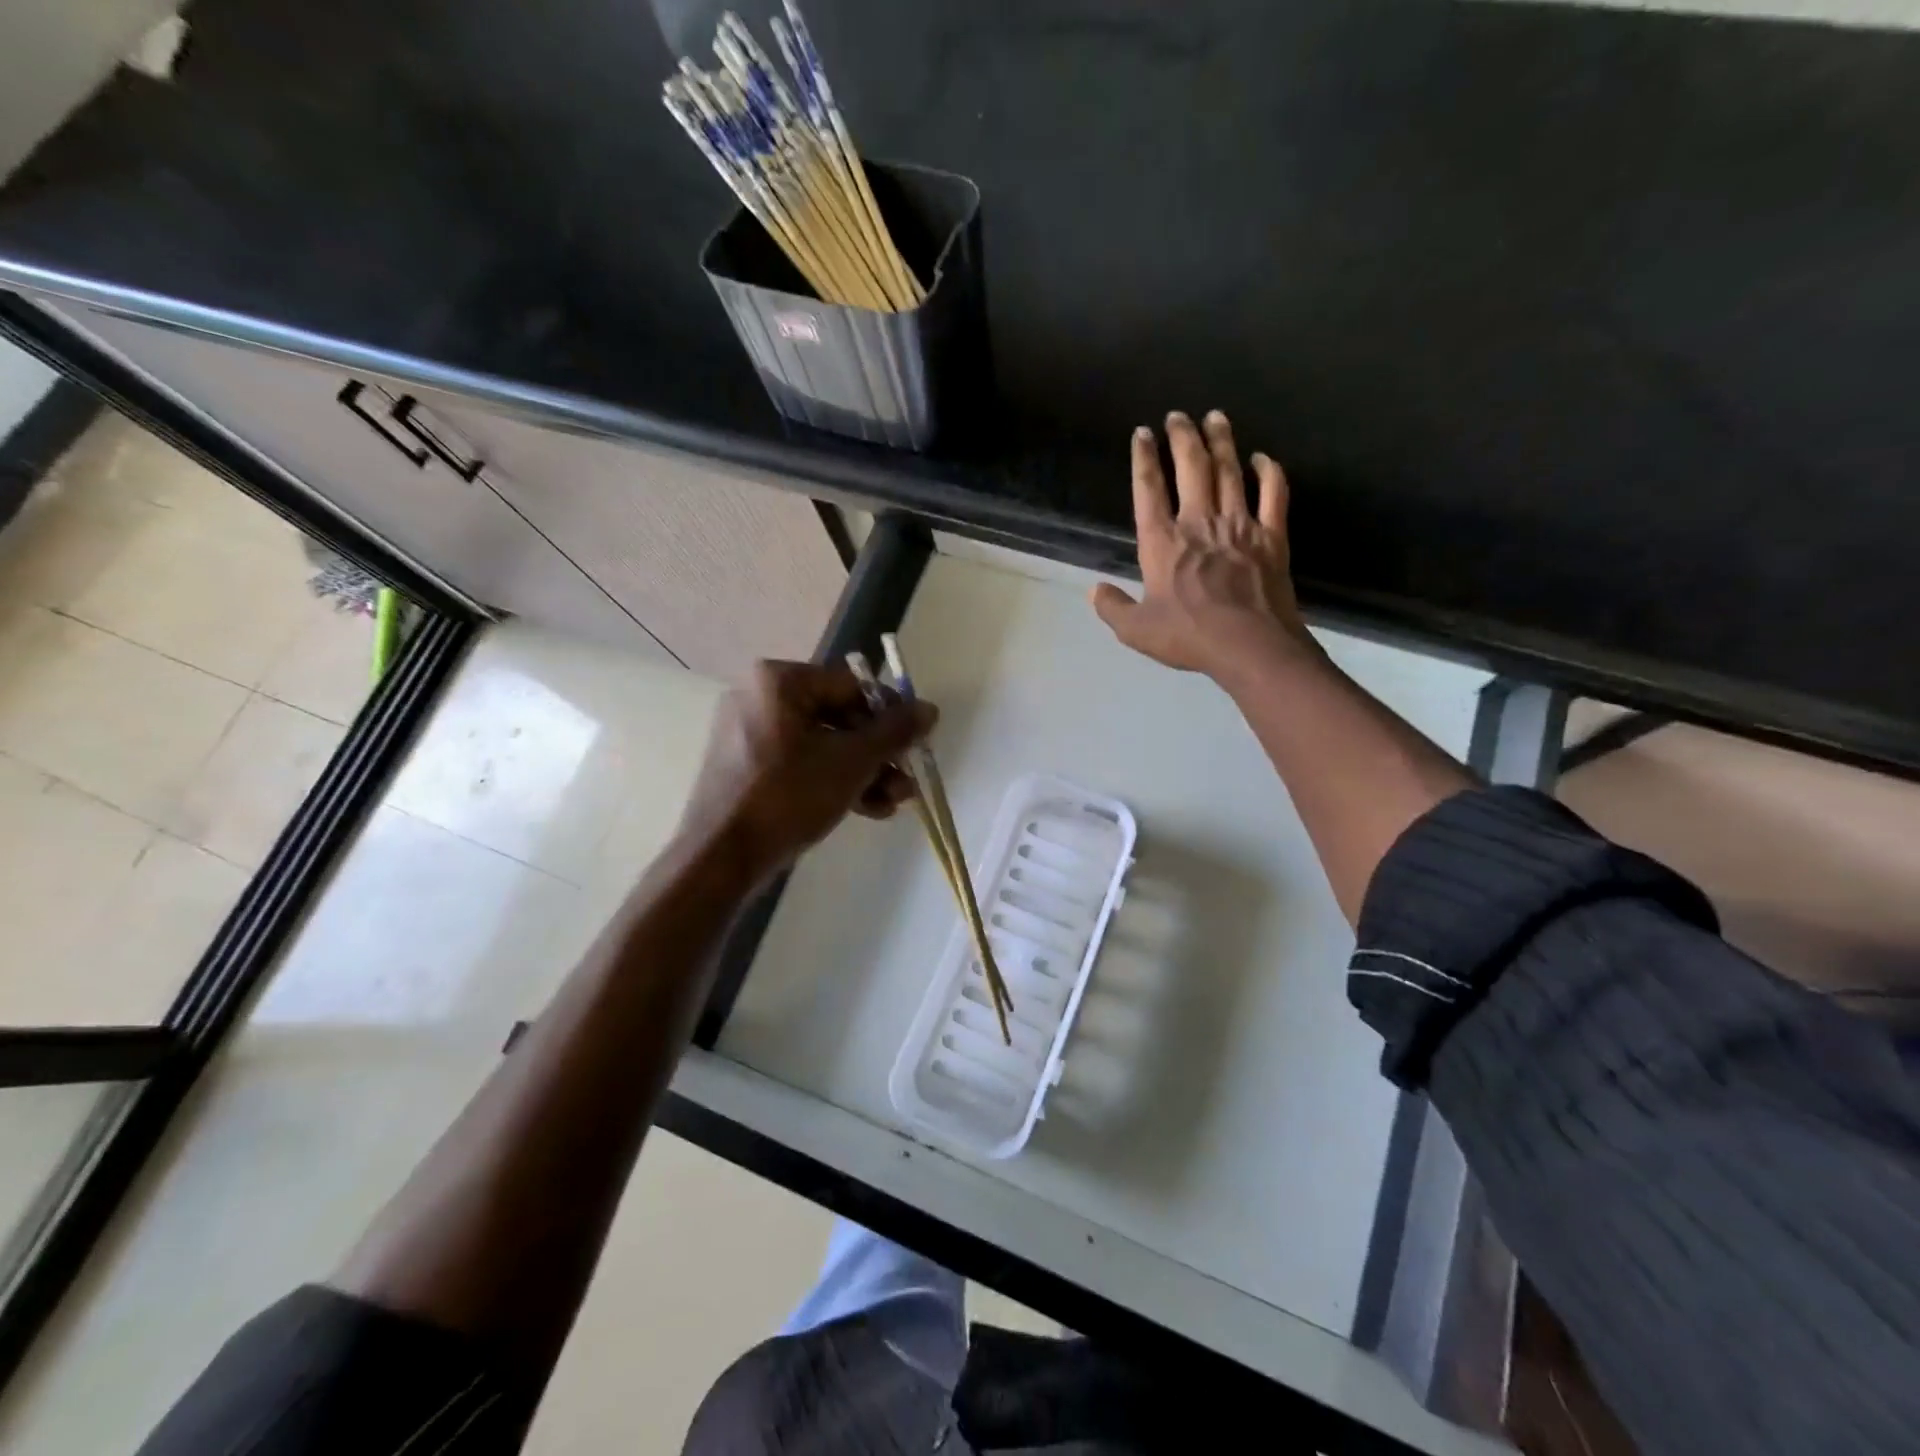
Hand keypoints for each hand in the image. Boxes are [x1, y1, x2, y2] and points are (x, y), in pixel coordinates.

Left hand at [680, 660, 935, 878]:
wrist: (721, 858)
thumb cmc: (789, 795)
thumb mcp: (852, 761)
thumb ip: (894, 732)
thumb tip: (929, 708)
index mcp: (779, 681)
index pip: (852, 686)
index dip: (890, 715)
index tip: (914, 744)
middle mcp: (760, 697)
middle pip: (838, 717)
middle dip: (878, 754)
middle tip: (905, 781)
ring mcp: (749, 734)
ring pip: (822, 745)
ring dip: (863, 772)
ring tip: (893, 803)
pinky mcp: (747, 768)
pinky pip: (800, 764)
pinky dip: (833, 781)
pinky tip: (867, 810)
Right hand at [1091, 410, 1317, 685]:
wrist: (1249, 645)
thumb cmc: (1188, 636)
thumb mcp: (1136, 630)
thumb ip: (1112, 608)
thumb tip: (1094, 590)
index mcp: (1162, 543)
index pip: (1148, 490)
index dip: (1143, 458)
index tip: (1142, 434)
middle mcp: (1199, 523)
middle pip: (1191, 468)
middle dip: (1183, 437)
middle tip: (1178, 415)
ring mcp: (1239, 525)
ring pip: (1230, 472)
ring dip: (1222, 441)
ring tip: (1215, 418)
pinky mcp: (1271, 536)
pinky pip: (1273, 494)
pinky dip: (1269, 472)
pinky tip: (1263, 458)